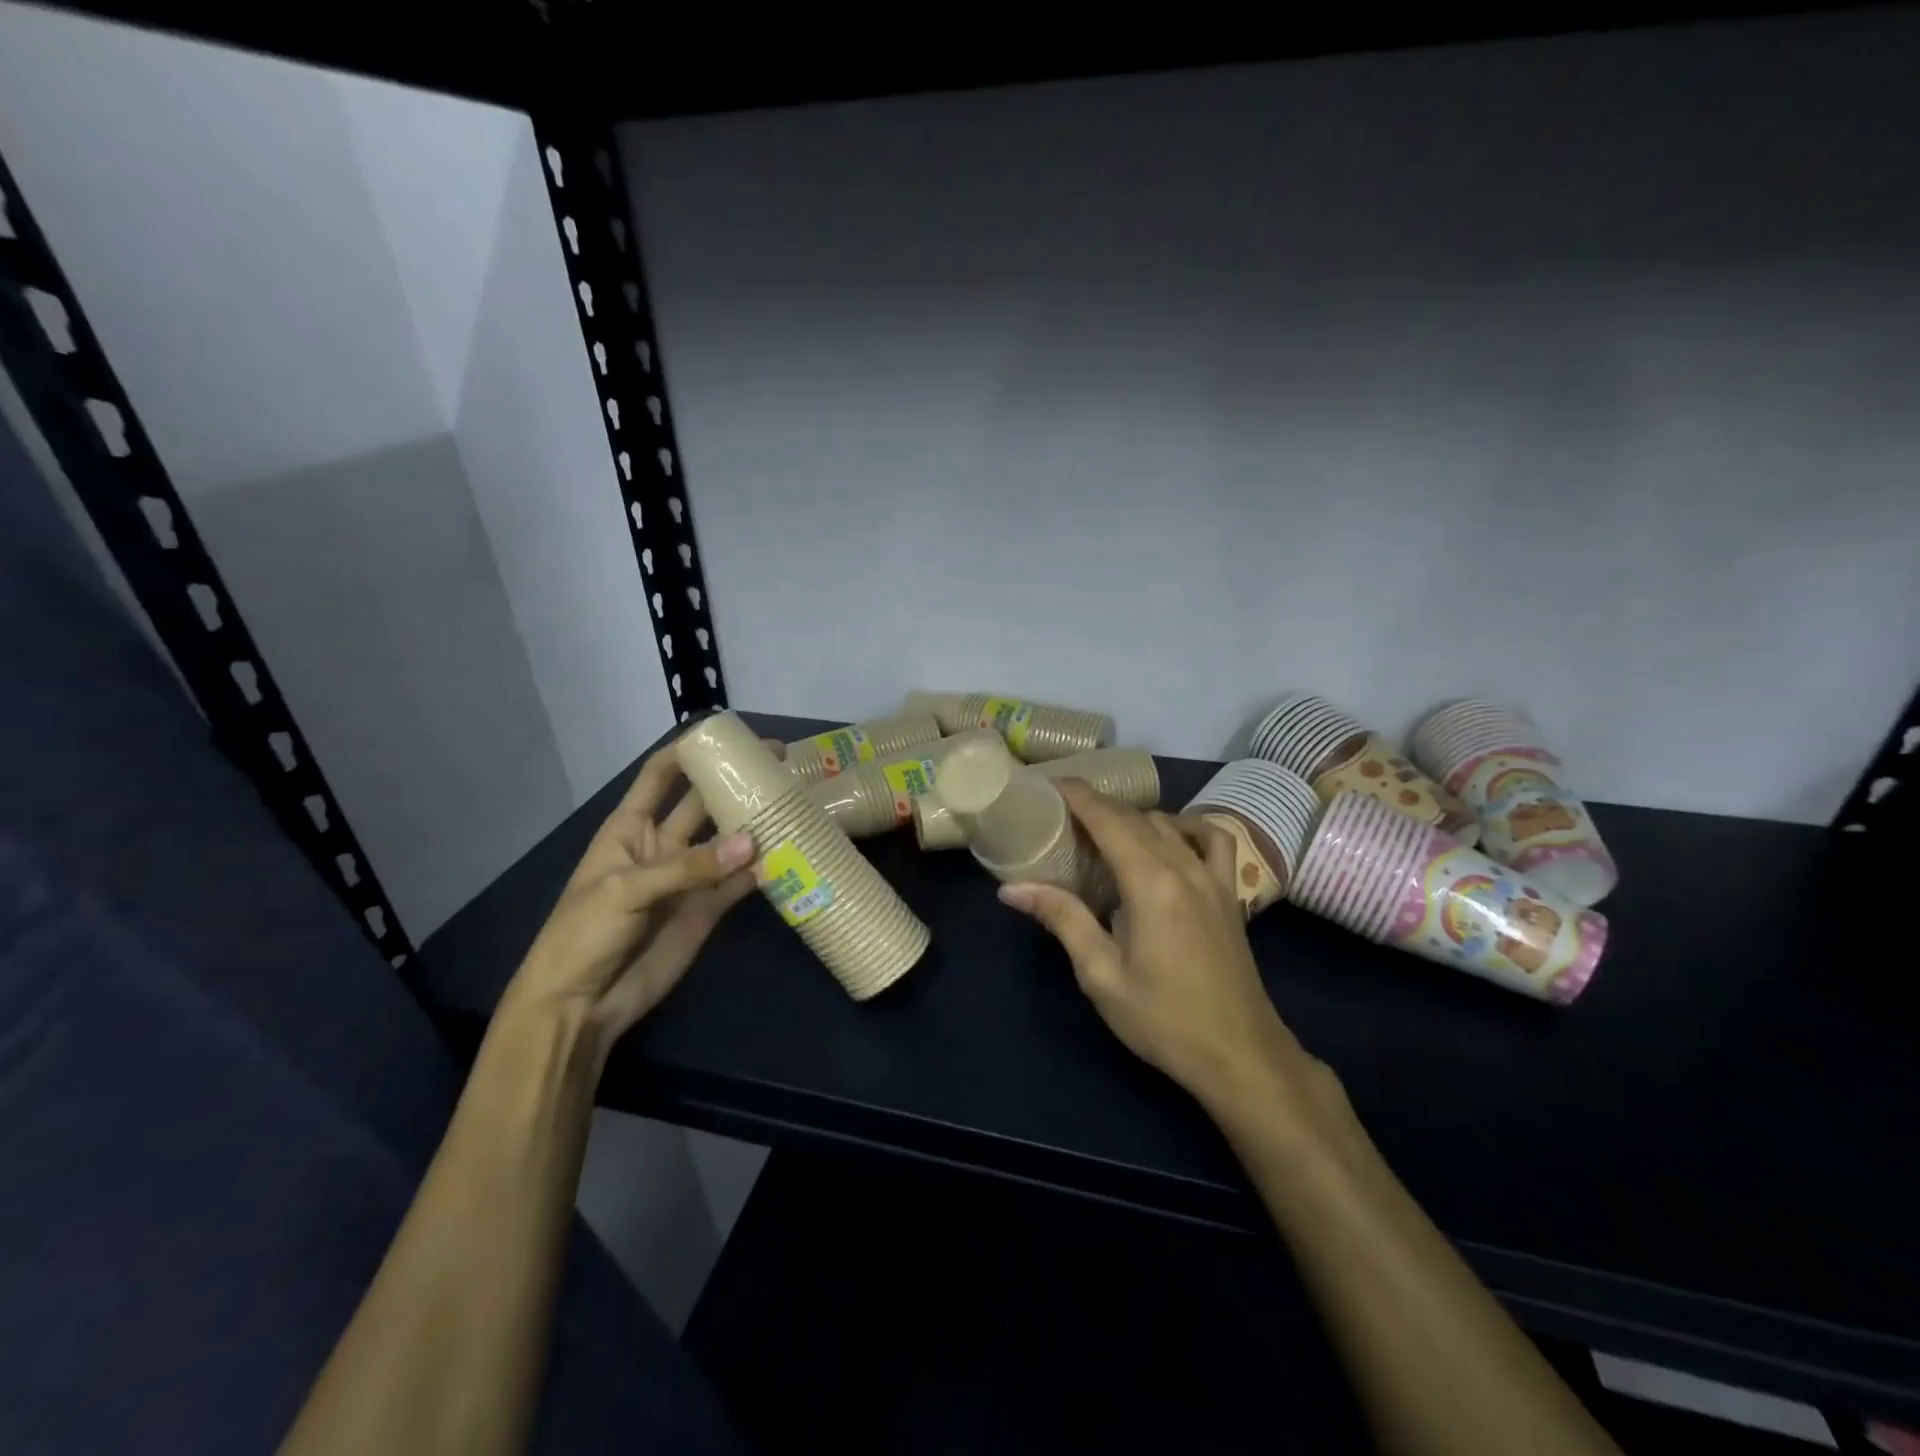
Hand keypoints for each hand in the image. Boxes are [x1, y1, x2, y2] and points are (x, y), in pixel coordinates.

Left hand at [504, 737, 774, 1060]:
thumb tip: (754, 843)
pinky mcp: (707, 910)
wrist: (580, 1005)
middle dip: (735, 782)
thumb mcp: (626, 891)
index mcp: (630, 828)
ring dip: (755, 824)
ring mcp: (688, 878)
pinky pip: (739, 883)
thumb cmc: (584, 934)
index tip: (725, 736)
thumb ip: (689, 867)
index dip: (688, 753)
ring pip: (728, 841)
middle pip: (703, 803)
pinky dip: (763, 871)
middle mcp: (663, 845)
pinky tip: (790, 856)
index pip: (660, 776)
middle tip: (779, 763)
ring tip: (794, 802)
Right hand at [998, 781, 1322, 1116]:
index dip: (1077, 796)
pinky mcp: (1228, 893)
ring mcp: (1212, 877)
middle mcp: (1183, 866)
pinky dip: (1186, 826)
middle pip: (1134, 817)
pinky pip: (1212, 840)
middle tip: (1059, 813)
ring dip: (1131, 817)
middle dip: (1096, 806)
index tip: (1047, 786)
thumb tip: (1012, 889)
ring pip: (1167, 823)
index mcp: (1149, 882)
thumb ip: (1062, 919)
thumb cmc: (1162, 1019)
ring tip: (1101, 831)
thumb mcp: (1100, 973)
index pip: (1107, 819)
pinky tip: (1167, 837)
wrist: (1239, 1055)